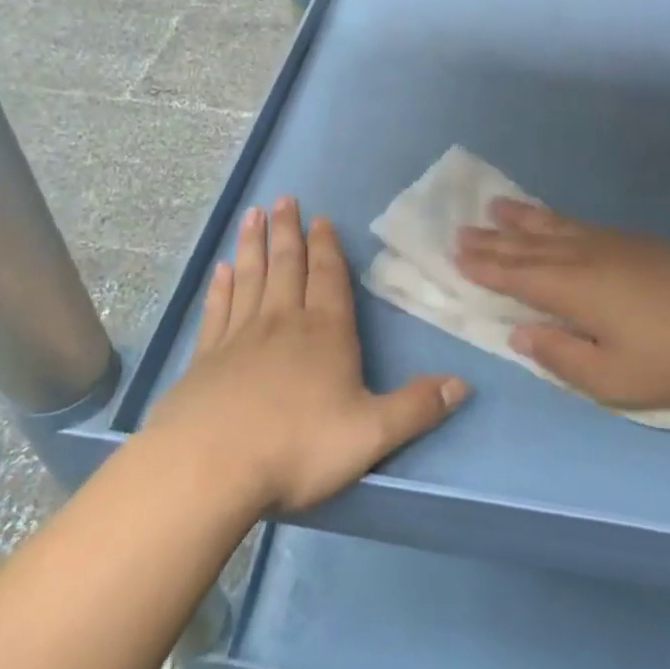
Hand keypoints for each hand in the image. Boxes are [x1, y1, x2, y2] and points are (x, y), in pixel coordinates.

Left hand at [143, 197, 469, 513]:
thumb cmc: (297, 448)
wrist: (210, 468)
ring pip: (250, 278)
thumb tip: (464, 384)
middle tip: (284, 200)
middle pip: (287, 266)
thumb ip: (417, 407)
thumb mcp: (371, 434)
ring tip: (253, 215)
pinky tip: (220, 270)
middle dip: (289, 232)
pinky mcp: (206, 357)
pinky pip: (217, 310)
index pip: (329, 279)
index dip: (327, 248)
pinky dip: (221, 286)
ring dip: (254, 245)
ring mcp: (239, 337)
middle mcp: (282, 323)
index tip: (321, 219)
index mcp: (325, 334)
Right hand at [454, 199, 669, 414]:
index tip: (457, 253)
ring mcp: (616, 245)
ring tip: (498, 206)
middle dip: (495, 238)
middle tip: (463, 228)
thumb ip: (559, 355)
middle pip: (532, 245)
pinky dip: (559, 219)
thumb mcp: (609, 380)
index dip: (486, 265)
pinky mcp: (640, 243)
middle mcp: (589, 257)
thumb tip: (519, 332)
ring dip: (524, 218)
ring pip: (558, 226)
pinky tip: (555, 219)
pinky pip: (585, 224)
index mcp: (576, 290)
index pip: (518, 274)